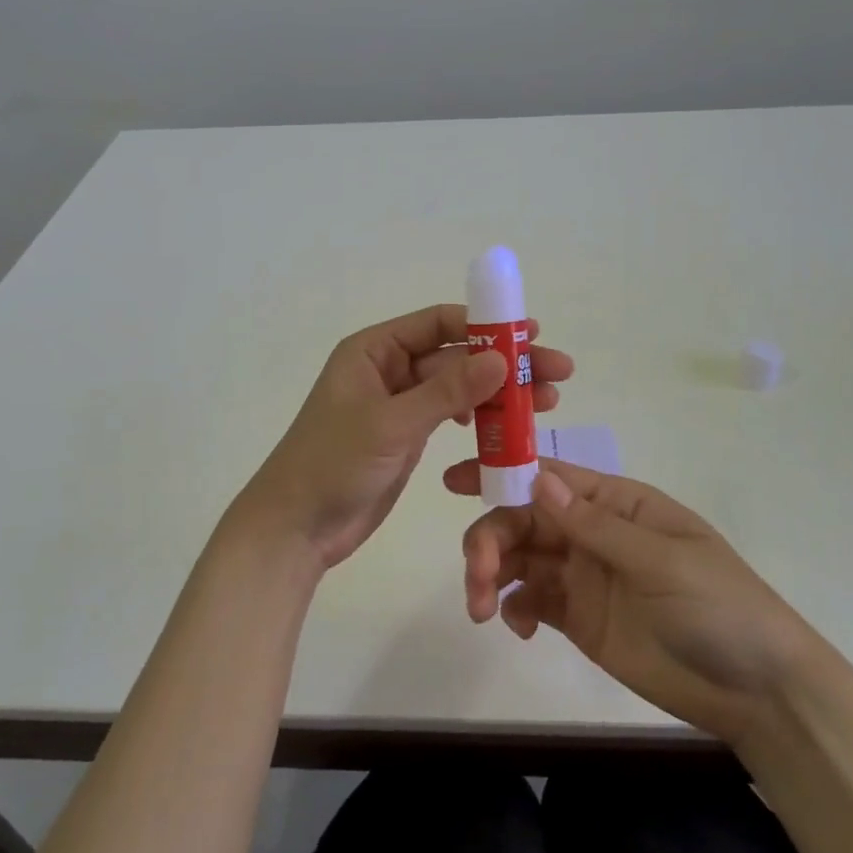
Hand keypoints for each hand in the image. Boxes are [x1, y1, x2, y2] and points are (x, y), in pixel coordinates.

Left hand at [236, 305, 573, 570]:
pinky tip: (508, 428)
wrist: (296, 528)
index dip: (486, 325)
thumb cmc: (333, 464)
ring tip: (548, 403)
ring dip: (499, 394)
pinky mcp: (408, 436)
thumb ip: (447, 391)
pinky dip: (480, 420)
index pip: (438, 324)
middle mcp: (388, 370)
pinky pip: (451, 417)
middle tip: (557, 373)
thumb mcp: (392, 423)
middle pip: (456, 356)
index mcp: (374, 350)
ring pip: (458, 388)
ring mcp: (400, 404)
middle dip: (504, 363)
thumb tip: (502, 358)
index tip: (531, 335)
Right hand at [444, 458, 813, 746]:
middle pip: (523, 519)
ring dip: (491, 574)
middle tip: (476, 575)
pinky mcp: (578, 619)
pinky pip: (530, 601)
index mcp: (615, 503)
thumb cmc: (719, 606)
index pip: (549, 476)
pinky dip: (512, 608)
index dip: (501, 472)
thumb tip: (537, 478)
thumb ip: (594, 524)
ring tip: (482, 609)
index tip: (454, 482)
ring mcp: (583, 576)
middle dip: (490, 538)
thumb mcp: (661, 559)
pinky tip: (518, 628)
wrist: (757, 692)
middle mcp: (592, 532)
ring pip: (519, 559)